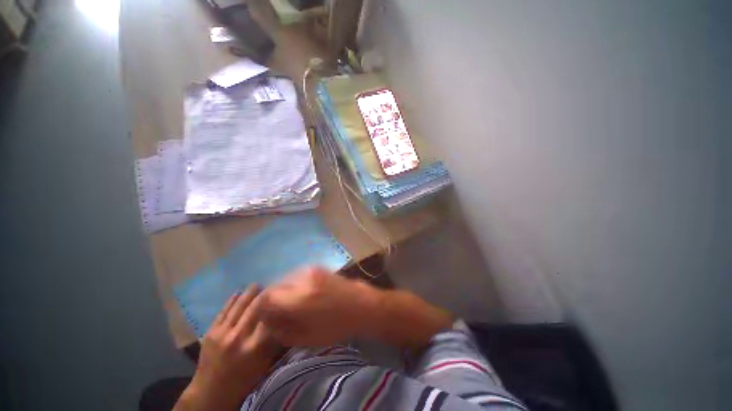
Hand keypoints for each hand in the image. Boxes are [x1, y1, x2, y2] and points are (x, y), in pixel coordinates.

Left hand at [175, 285, 282, 410]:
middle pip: (255, 307)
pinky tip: (238, 292)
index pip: (270, 317)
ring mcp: (223, 333)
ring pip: (239, 306)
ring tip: (256, 284)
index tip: (283, 295)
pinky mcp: (211, 332)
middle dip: (264, 294)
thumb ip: (274, 340)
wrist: (211, 393)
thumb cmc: (244, 379)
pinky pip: (223, 311)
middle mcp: (239, 337)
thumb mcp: (265, 363)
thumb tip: (284, 320)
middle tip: (271, 286)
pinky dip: (231, 300)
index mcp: (255, 346)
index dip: (277, 303)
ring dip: (249, 293)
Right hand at [258, 267, 380, 346]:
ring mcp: (311, 269)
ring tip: (291, 304)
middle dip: (272, 300)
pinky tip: (302, 294)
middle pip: (275, 286)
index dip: (262, 308)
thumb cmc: (337, 326)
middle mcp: (303, 279)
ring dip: (283, 291)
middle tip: (278, 312)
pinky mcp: (318, 266)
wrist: (362, 304)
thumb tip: (267, 320)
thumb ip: (281, 330)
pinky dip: (293, 285)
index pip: (267, 297)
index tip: (266, 317)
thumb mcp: (307, 338)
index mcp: (300, 299)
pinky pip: (296, 275)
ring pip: (285, 279)